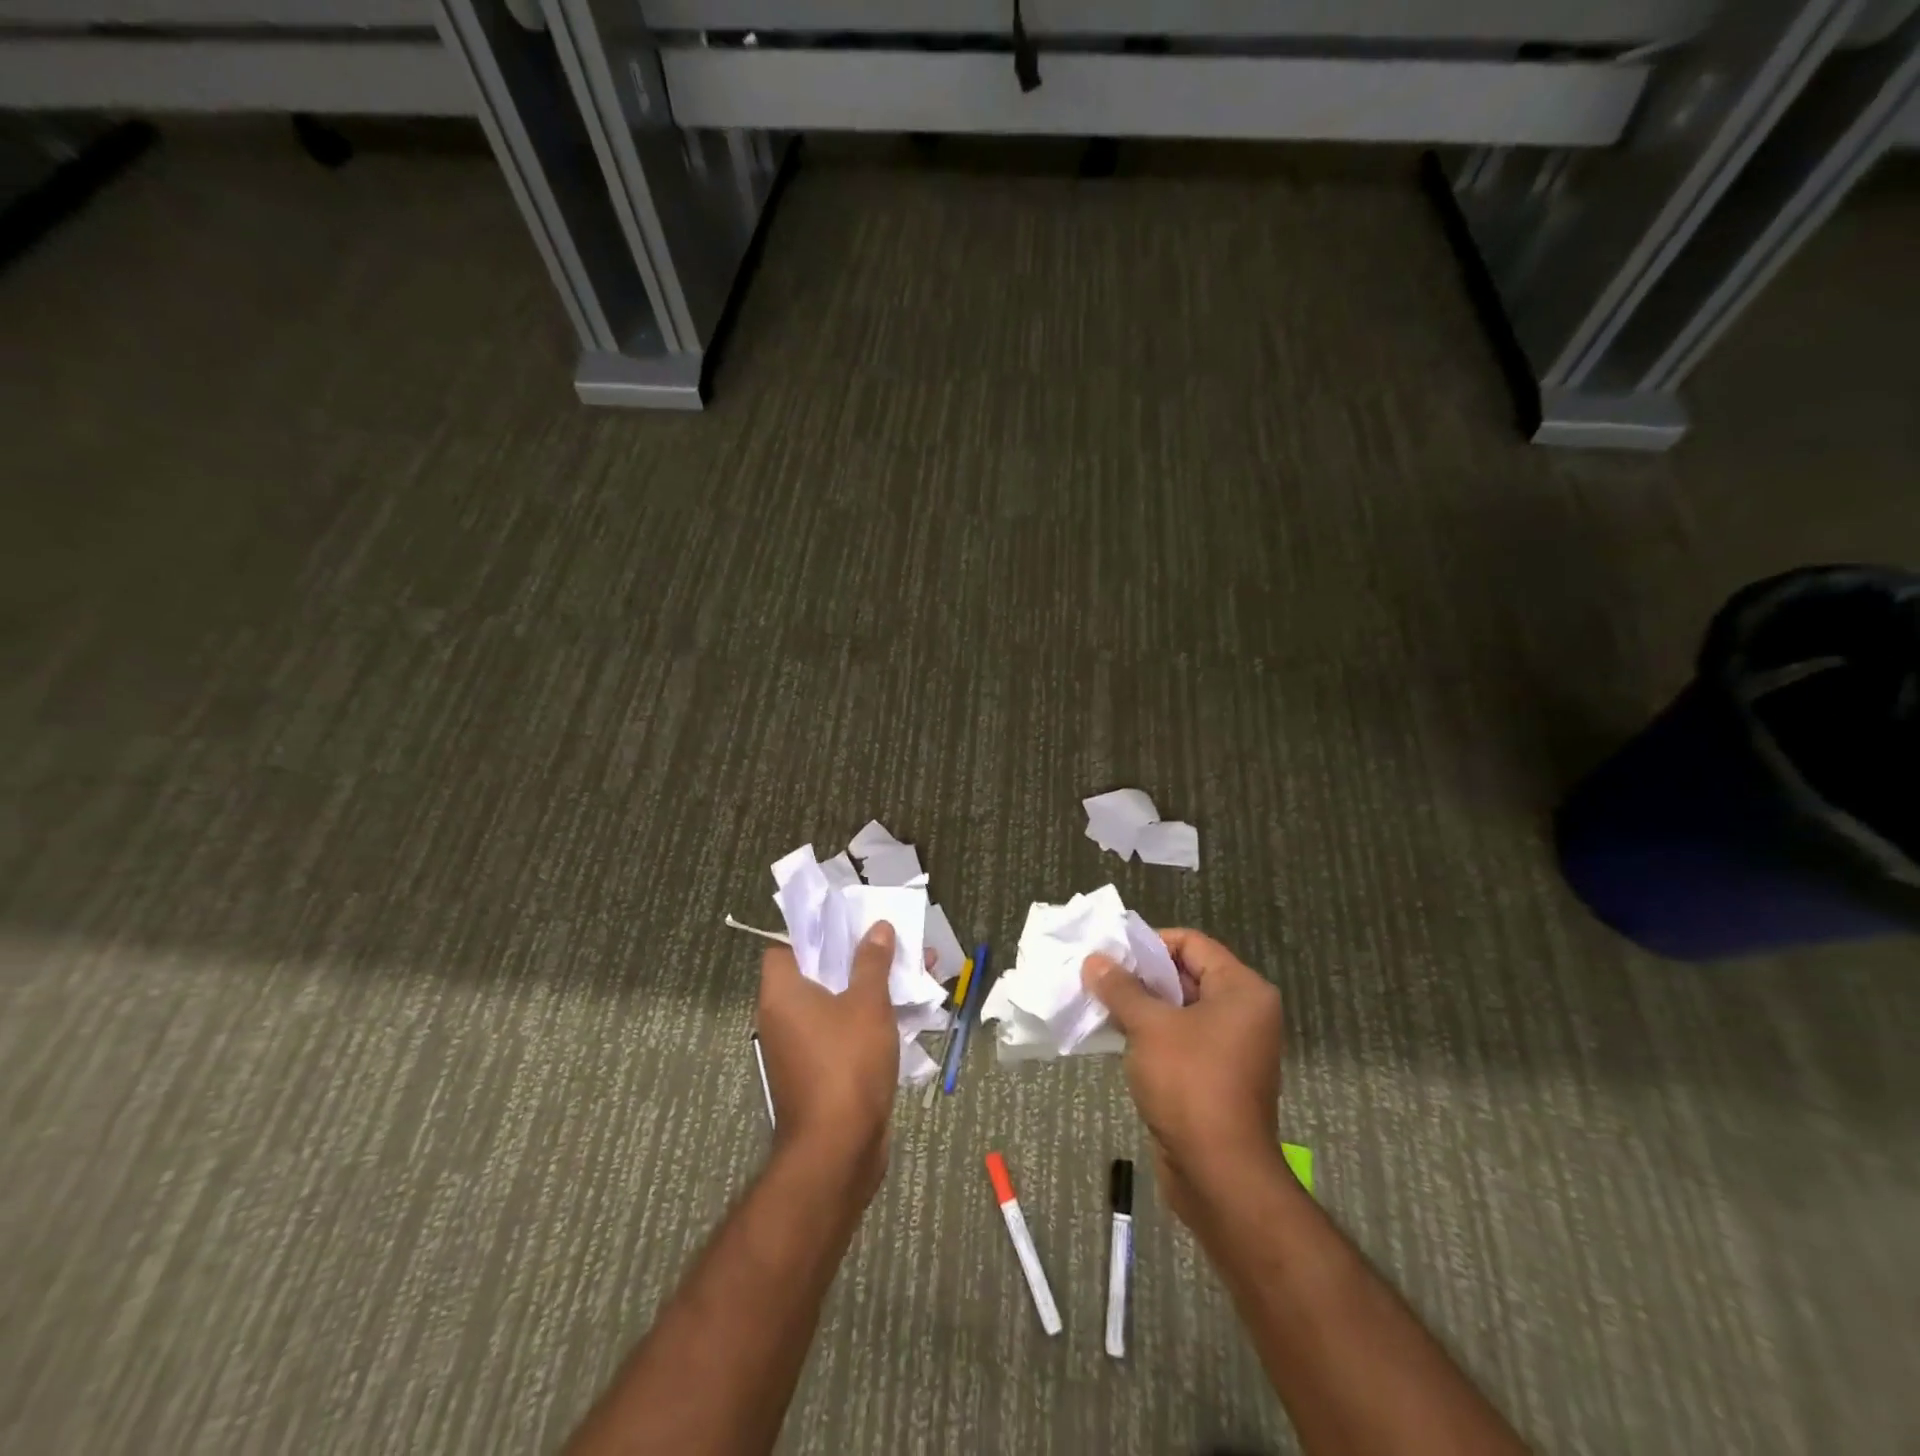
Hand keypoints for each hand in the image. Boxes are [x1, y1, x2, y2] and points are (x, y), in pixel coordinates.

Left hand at [756, 922, 901, 1200]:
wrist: (838, 1150)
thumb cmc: (846, 1063)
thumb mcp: (867, 1003)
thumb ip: (872, 963)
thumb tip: (878, 928)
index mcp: (782, 994)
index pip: (784, 949)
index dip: (813, 935)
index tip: (848, 927)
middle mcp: (782, 1019)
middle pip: (816, 975)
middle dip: (854, 959)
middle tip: (888, 944)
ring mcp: (800, 1050)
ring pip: (835, 1005)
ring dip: (868, 989)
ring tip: (907, 972)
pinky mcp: (820, 1075)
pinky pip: (843, 1033)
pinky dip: (867, 1021)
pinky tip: (905, 1015)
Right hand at [1083, 928, 1284, 1226]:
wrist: (1220, 1175)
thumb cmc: (1190, 1084)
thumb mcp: (1149, 1027)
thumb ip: (1121, 988)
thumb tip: (1094, 960)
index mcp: (1242, 990)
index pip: (1192, 943)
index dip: (1149, 943)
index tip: (1111, 953)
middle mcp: (1244, 1013)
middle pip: (1186, 974)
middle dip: (1140, 975)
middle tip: (1098, 976)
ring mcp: (1232, 1047)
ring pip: (1179, 1009)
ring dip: (1141, 1006)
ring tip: (1100, 1003)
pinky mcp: (1216, 1076)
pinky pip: (1180, 1040)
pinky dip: (1150, 1034)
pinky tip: (1116, 1036)